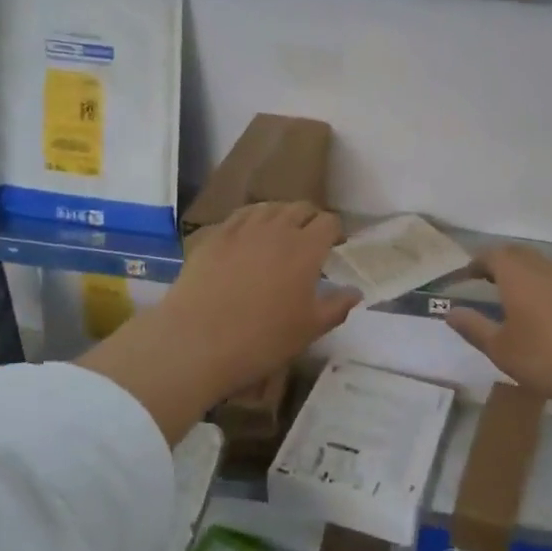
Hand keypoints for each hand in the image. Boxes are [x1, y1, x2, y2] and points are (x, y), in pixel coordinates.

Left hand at [161, 201, 360, 391]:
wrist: (196, 342)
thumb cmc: (262, 339)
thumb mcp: (309, 330)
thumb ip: (337, 306)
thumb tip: (355, 292)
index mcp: (306, 248)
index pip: (329, 221)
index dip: (335, 232)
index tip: (335, 248)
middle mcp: (276, 229)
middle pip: (300, 208)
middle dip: (310, 220)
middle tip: (310, 243)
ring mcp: (242, 229)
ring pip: (270, 208)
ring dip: (281, 217)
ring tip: (280, 237)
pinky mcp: (214, 236)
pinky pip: (239, 216)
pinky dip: (252, 221)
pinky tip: (249, 237)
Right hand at [443, 244, 551, 409]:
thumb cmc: (549, 358)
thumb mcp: (502, 350)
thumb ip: (475, 328)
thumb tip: (451, 311)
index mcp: (518, 277)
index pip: (493, 255)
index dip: (477, 262)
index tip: (466, 275)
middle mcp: (545, 271)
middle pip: (520, 255)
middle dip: (501, 263)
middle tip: (488, 281)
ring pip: (544, 268)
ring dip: (527, 276)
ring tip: (517, 299)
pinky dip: (549, 292)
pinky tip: (551, 318)